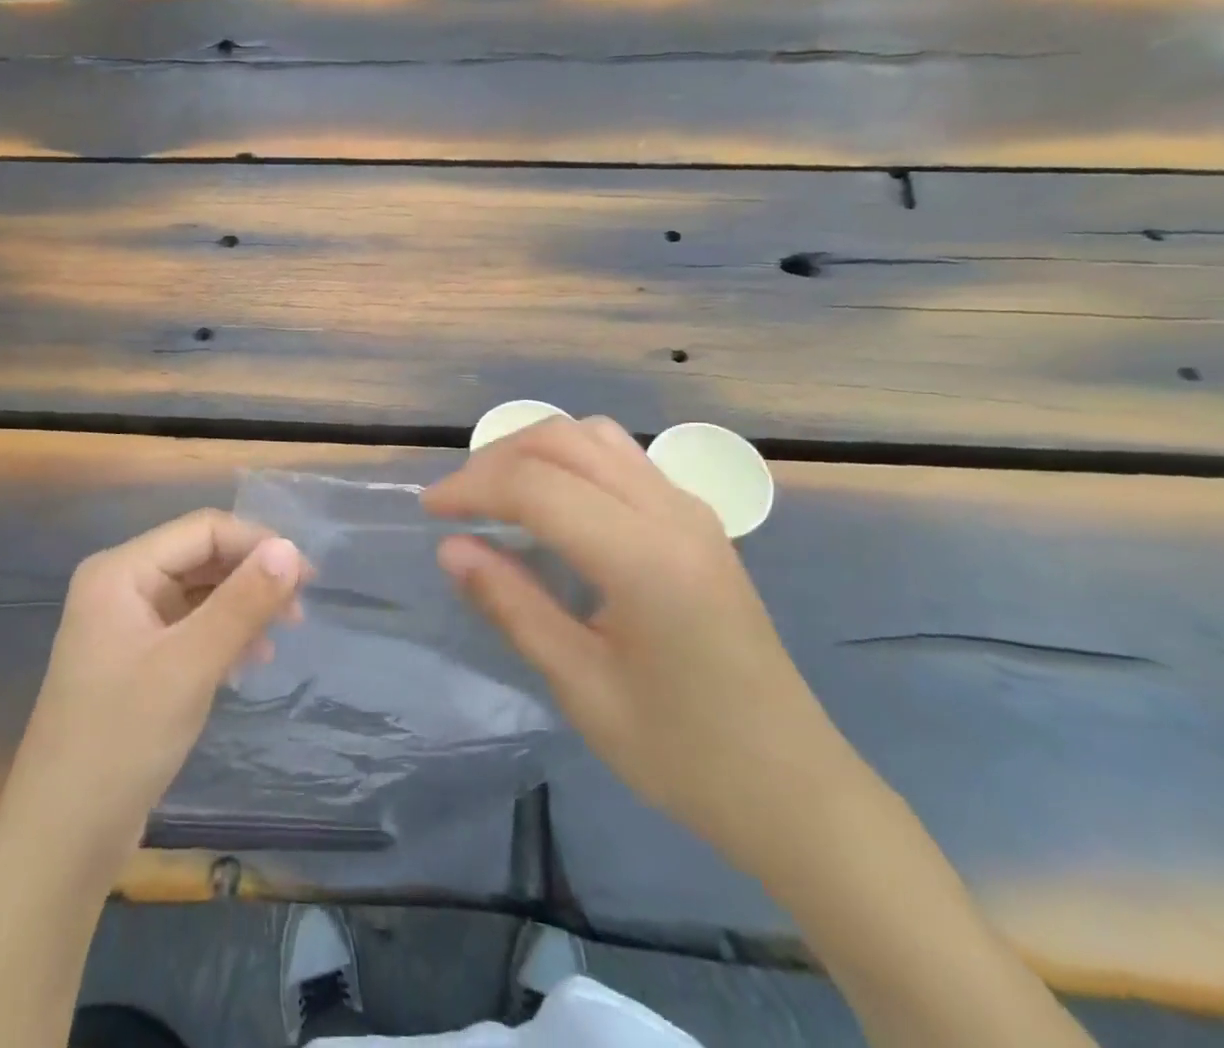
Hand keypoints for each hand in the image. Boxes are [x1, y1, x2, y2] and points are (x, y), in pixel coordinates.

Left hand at [3, 510, 308, 874]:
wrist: (60, 841)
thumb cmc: (121, 741)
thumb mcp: (191, 666)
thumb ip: (243, 602)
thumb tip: (291, 549)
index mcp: (120, 571)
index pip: (203, 530)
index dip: (257, 544)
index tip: (307, 577)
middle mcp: (120, 585)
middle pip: (201, 557)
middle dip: (252, 576)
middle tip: (299, 610)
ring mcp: (125, 623)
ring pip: (199, 592)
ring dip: (242, 607)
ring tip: (281, 636)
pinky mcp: (134, 659)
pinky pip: (189, 626)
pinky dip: (223, 635)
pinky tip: (249, 660)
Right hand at [424, 417, 853, 871]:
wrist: (794, 787)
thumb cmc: (683, 752)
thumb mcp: (582, 687)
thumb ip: (513, 605)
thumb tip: (451, 548)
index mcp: (642, 556)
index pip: (537, 485)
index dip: (472, 487)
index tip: (429, 511)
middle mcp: (670, 511)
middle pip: (564, 440)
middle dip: (497, 458)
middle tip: (456, 501)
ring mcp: (690, 509)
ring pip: (595, 437)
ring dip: (535, 450)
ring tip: (497, 493)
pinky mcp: (697, 520)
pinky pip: (621, 459)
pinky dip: (571, 460)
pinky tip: (553, 503)